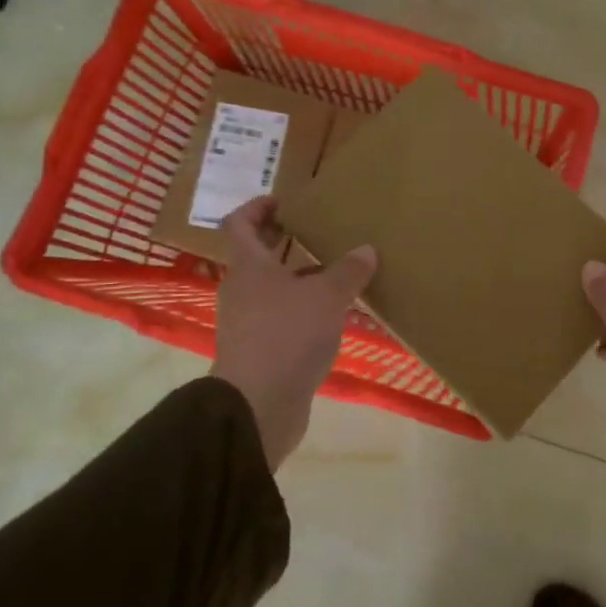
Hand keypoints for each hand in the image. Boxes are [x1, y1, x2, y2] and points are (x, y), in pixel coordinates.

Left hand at [211, 196, 376, 470]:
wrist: (258, 405)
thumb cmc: (287, 336)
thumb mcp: (327, 297)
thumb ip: (348, 272)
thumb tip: (366, 250)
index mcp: (249, 268)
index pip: (240, 225)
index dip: (257, 208)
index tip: (283, 200)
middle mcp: (242, 291)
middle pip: (256, 257)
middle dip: (283, 242)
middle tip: (314, 230)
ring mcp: (248, 324)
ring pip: (272, 289)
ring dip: (298, 278)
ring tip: (335, 273)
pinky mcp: (260, 352)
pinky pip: (282, 319)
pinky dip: (303, 310)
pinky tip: (333, 316)